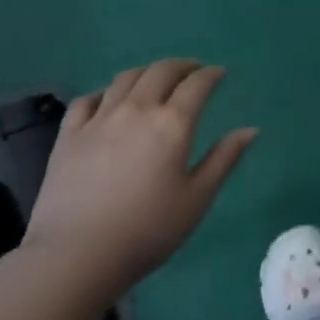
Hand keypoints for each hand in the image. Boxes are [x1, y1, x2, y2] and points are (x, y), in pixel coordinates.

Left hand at [23, 59, 257, 291]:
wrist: (77, 254)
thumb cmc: (148, 230)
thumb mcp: (197, 198)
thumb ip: (224, 159)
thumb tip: (250, 129)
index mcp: (172, 124)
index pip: (197, 85)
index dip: (211, 75)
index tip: (219, 74)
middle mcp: (136, 110)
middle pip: (160, 71)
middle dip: (181, 66)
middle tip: (193, 70)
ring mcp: (99, 119)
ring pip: (125, 78)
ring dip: (147, 71)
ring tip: (156, 78)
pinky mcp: (69, 134)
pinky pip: (89, 99)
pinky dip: (107, 91)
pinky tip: (111, 99)